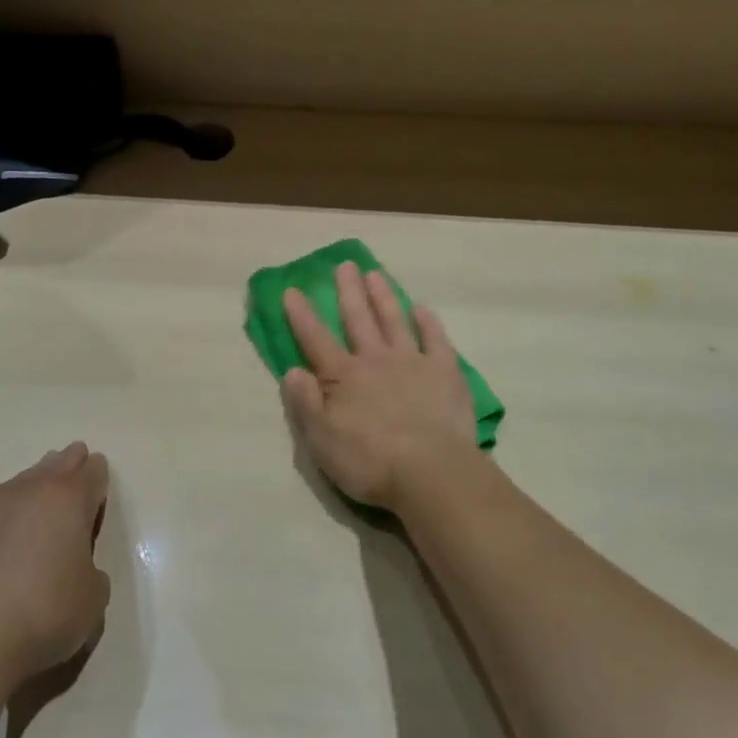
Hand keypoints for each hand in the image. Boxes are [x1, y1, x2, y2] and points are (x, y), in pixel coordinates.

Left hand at [0, 443, 111, 687]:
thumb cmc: (43, 616)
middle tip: (77, 462)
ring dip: (36, 471)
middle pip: (57, 466)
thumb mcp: (93, 599)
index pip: (92, 475)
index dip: (98, 476)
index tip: (100, 479)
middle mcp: (30, 492)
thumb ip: (91, 573)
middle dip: (71, 463)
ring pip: (19, 477)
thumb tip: (75, 569)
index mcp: (71, 503)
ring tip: (44, 470)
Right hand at [282, 262, 477, 510]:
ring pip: (394, 320)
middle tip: (344, 265)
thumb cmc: (370, 461)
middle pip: (358, 319)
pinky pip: (435, 339)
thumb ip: (305, 403)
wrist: (430, 472)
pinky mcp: (445, 372)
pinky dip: (428, 322)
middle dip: (348, 291)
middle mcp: (375, 360)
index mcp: (343, 376)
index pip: (316, 339)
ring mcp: (412, 362)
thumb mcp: (322, 440)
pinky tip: (422, 308)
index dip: (302, 315)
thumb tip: (292, 370)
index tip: (292, 290)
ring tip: (374, 274)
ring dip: (383, 296)